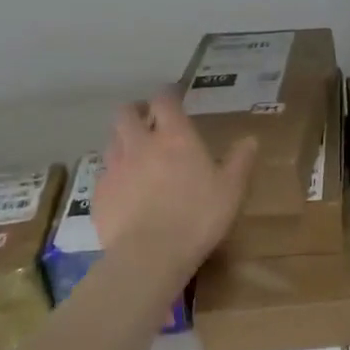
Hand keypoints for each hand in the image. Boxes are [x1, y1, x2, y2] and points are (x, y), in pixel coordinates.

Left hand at [94, 91, 258, 282]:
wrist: (149, 255)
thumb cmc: (197, 217)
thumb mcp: (231, 190)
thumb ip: (239, 162)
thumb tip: (250, 140)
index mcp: (174, 137)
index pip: (165, 100)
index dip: (168, 94)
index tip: (173, 97)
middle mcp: (139, 144)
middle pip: (126, 113)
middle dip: (136, 112)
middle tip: (147, 121)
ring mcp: (115, 168)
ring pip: (112, 141)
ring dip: (123, 141)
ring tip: (135, 155)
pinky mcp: (99, 194)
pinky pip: (104, 175)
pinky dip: (114, 175)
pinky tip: (125, 192)